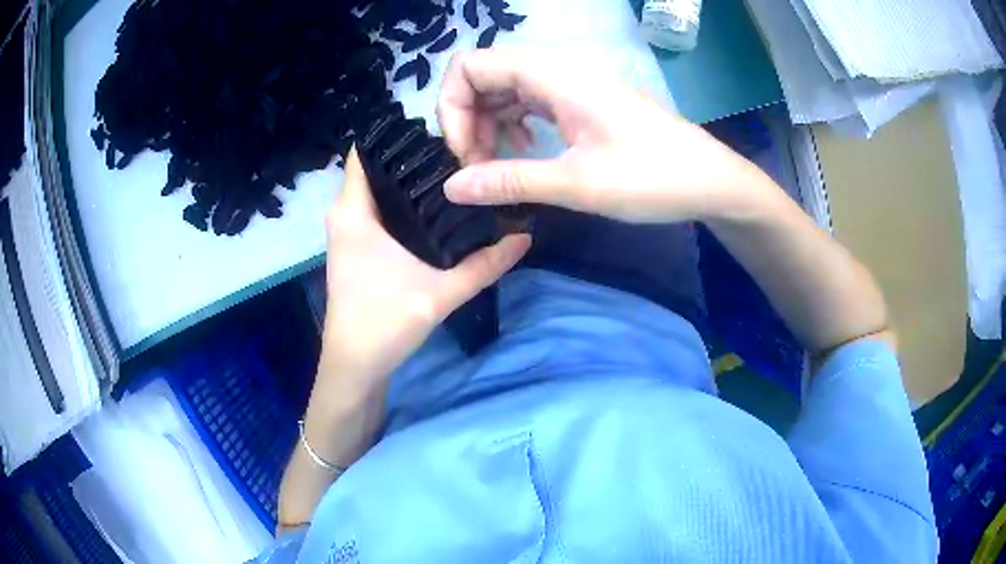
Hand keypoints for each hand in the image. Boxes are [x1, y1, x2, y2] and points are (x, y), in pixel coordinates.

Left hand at [319, 147, 530, 385]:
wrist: (355, 364)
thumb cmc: (384, 323)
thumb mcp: (441, 293)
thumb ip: (485, 264)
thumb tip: (525, 236)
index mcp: (353, 211)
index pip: (367, 149)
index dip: (399, 134)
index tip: (440, 131)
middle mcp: (344, 212)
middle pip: (376, 165)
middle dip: (413, 154)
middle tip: (459, 150)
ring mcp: (347, 229)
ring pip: (376, 186)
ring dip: (408, 177)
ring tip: (452, 169)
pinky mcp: (354, 244)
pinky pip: (376, 206)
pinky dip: (400, 199)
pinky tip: (434, 204)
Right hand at [438, 48, 769, 222]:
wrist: (709, 180)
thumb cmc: (653, 178)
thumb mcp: (579, 184)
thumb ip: (511, 181)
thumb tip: (452, 188)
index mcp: (555, 76)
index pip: (472, 65)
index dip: (453, 106)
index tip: (464, 153)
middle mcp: (558, 70)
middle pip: (484, 75)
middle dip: (467, 118)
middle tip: (477, 166)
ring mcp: (571, 84)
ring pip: (504, 89)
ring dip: (488, 123)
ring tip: (497, 164)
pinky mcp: (581, 100)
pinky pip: (529, 101)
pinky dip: (513, 123)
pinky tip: (524, 150)